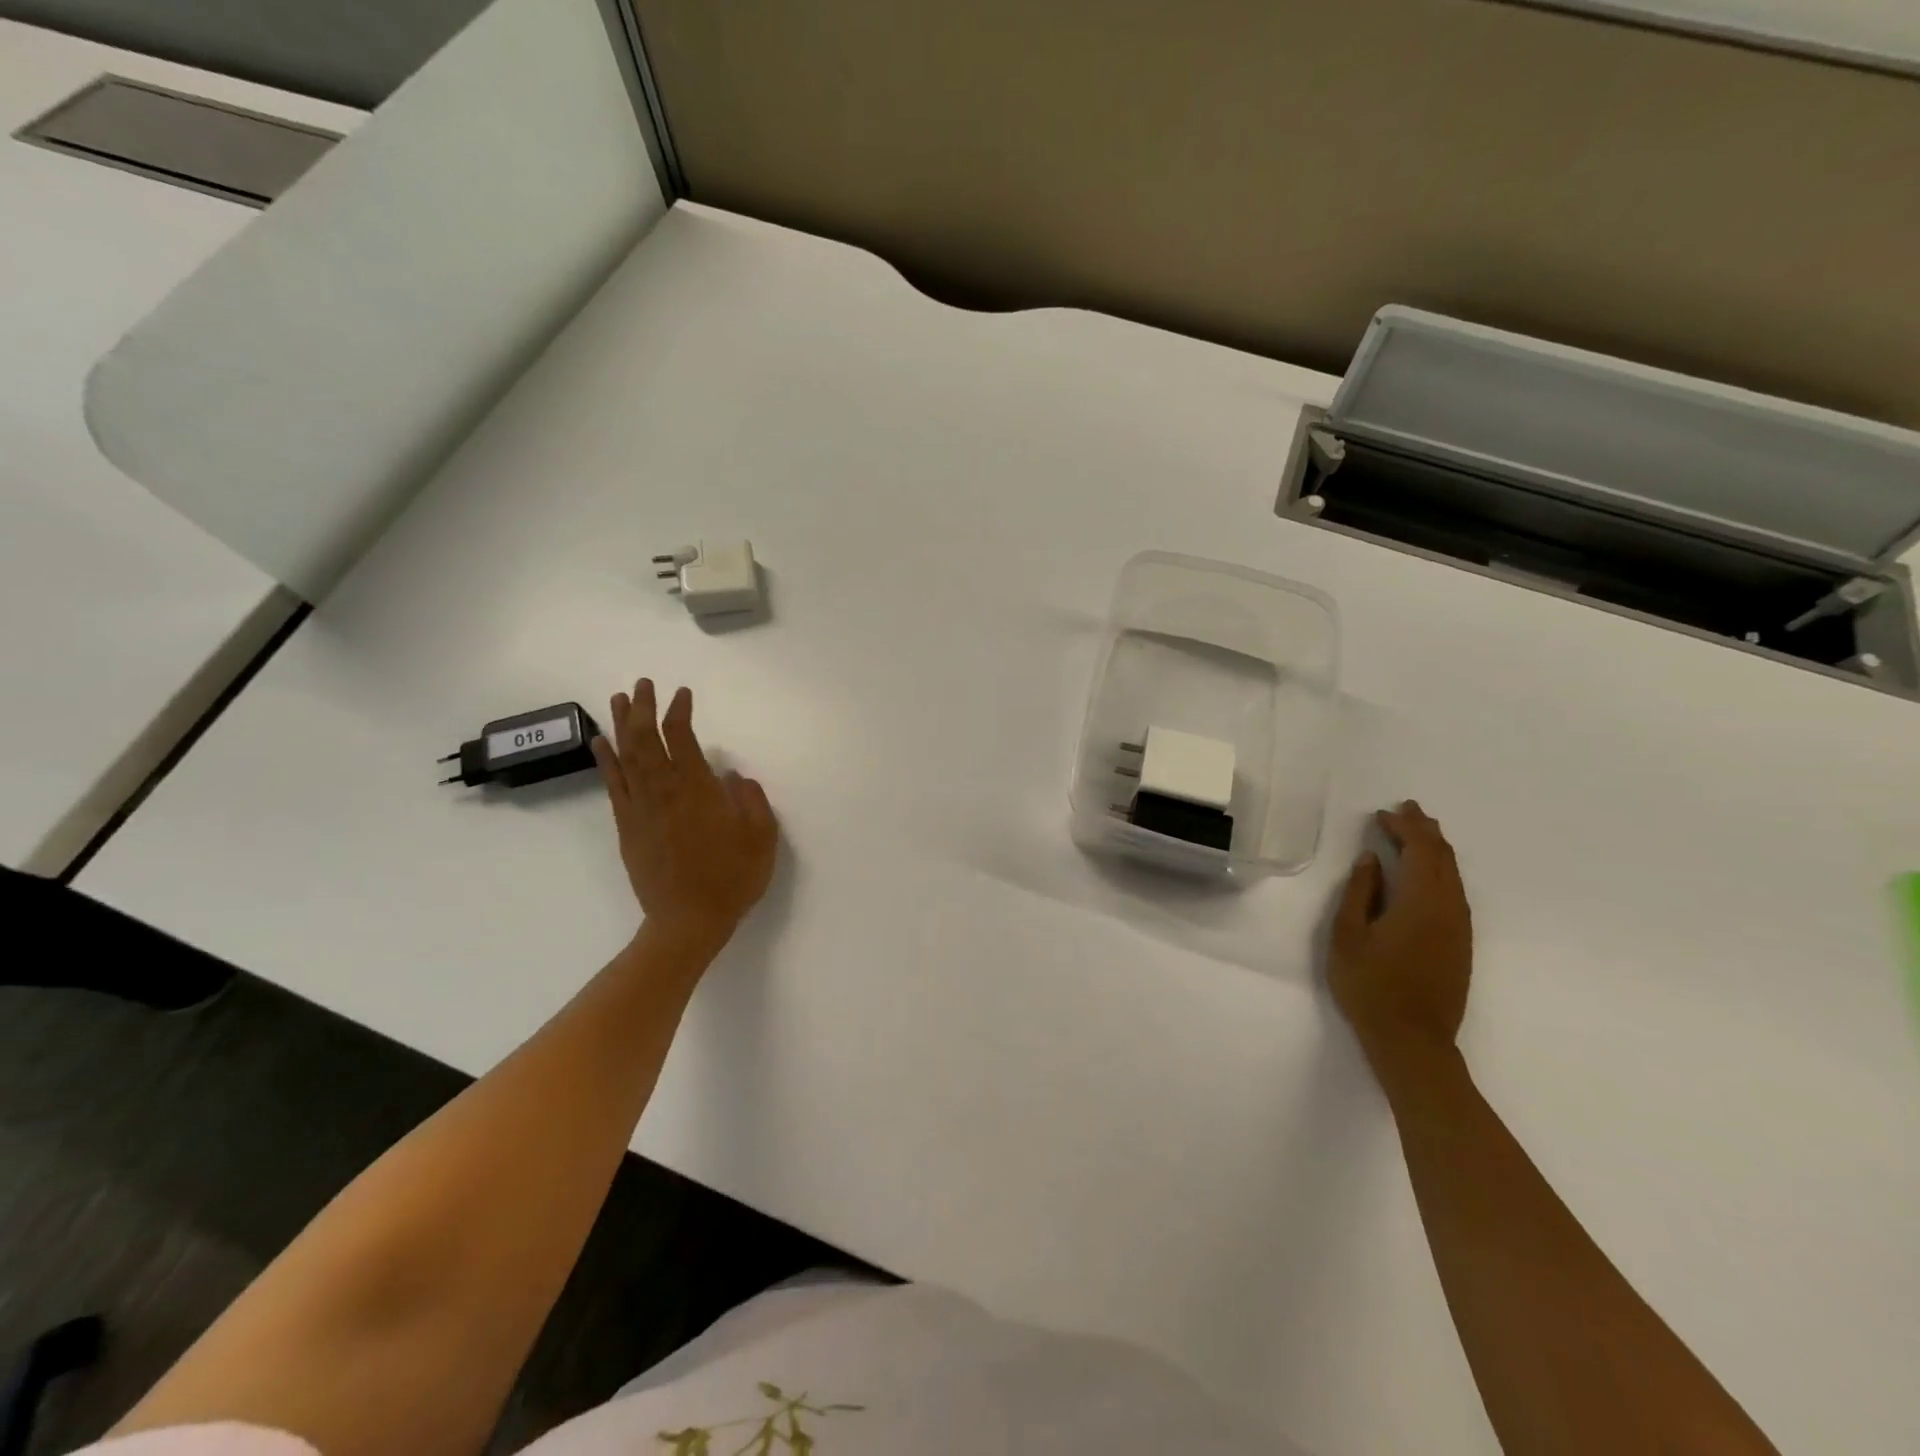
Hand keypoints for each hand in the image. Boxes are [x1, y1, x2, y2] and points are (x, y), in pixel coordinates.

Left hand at [592, 679, 778, 946]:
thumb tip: (733, 775)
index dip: (679, 711)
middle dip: (644, 708)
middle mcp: (664, 792)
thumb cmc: (731, 879)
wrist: (688, 922)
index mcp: (697, 790)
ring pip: (626, 757)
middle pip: (646, 739)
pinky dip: (606, 760)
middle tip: (643, 684)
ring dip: (622, 725)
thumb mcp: (761, 838)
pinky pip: (614, 785)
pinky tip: (602, 743)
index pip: (681, 738)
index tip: (682, 693)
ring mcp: (641, 809)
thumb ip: (751, 800)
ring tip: (619, 699)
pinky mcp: (628, 827)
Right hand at [1328, 800, 1471, 1066]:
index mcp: (1420, 901)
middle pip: (1443, 858)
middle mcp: (1448, 908)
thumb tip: (1371, 859)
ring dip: (1436, 850)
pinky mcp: (1460, 943)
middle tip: (1406, 811)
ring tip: (1418, 833)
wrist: (1412, 1040)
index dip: (1404, 827)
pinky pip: (1455, 892)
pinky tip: (1428, 874)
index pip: (1420, 850)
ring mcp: (1459, 927)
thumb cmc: (1370, 985)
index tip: (1384, 813)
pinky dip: (1441, 871)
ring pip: (1453, 875)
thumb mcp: (1348, 935)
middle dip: (1425, 831)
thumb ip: (1360, 892)